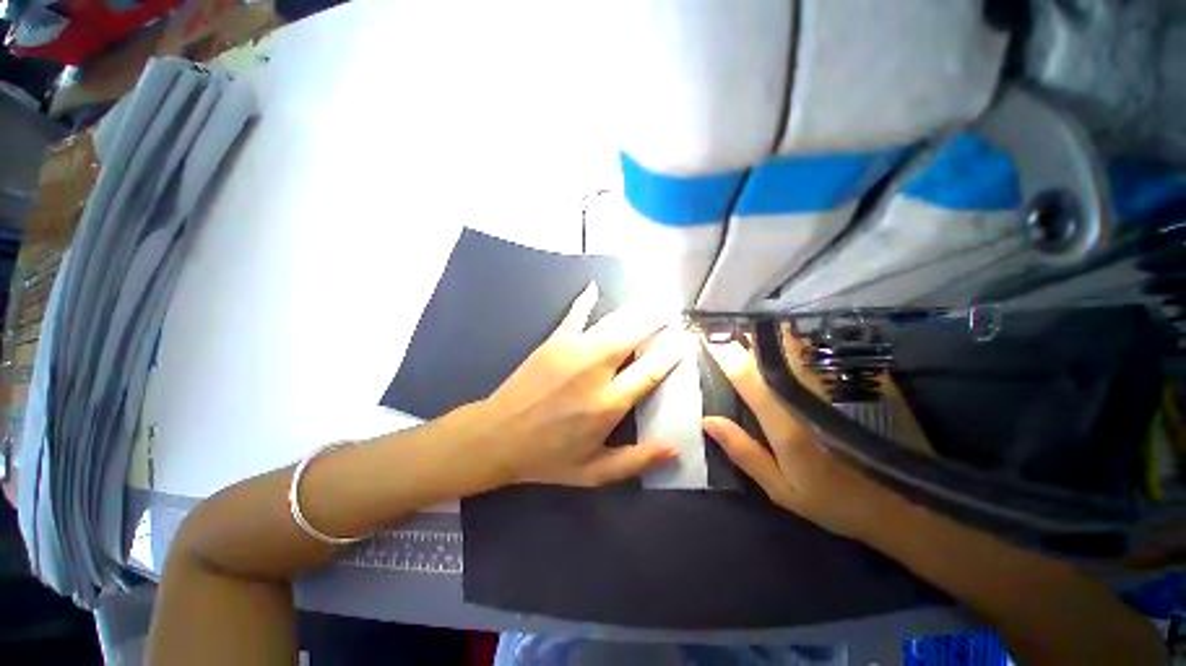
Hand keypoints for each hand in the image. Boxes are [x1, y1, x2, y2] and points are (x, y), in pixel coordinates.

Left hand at [476, 282, 687, 485]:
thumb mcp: (593, 472)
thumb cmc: (547, 457)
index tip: (684, 340)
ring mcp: (573, 352)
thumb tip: (675, 450)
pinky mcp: (553, 342)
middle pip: (634, 337)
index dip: (671, 353)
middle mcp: (595, 371)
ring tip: (651, 298)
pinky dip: (586, 300)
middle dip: (657, 321)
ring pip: (612, 323)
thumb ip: (635, 461)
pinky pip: (574, 315)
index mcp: (609, 403)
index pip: (650, 371)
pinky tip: (594, 287)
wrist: (497, 437)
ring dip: (634, 309)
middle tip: (672, 312)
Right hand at [702, 340, 903, 539]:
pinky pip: (824, 349)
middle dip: (746, 335)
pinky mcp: (862, 380)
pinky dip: (802, 340)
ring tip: (755, 329)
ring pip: (797, 344)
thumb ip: (743, 451)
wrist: (910, 505)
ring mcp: (839, 384)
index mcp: (785, 422)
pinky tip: (792, 340)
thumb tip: (707, 420)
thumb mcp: (782, 489)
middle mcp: (809, 395)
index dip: (724, 353)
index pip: (746, 376)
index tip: (707, 338)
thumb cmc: (837, 501)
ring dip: (771, 334)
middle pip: (771, 350)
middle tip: (729, 329)